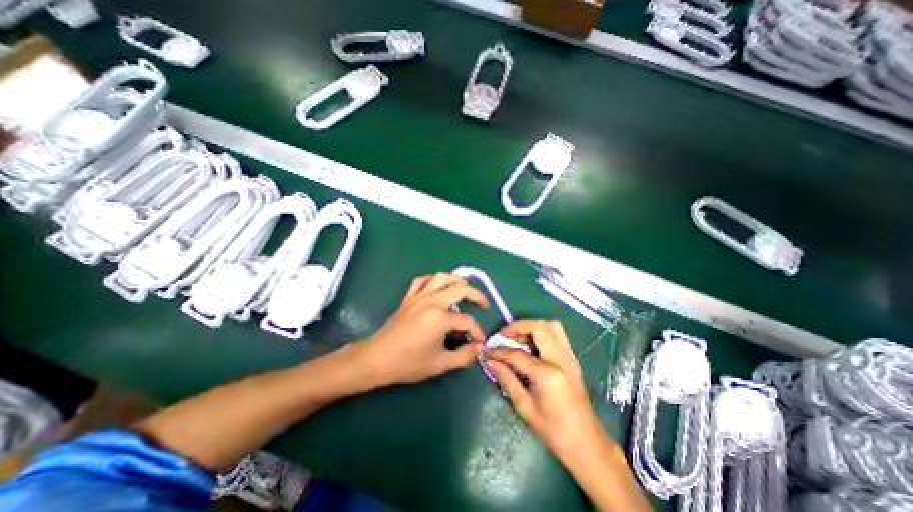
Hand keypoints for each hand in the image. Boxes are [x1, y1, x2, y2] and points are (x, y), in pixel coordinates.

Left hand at [354, 273, 491, 386]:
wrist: (378, 358)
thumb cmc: (409, 363)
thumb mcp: (440, 364)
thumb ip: (463, 356)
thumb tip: (477, 348)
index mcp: (441, 318)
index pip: (467, 321)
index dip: (476, 332)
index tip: (479, 342)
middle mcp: (432, 301)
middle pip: (460, 289)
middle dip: (476, 295)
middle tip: (483, 304)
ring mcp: (419, 297)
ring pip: (441, 278)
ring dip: (457, 280)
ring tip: (465, 288)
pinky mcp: (409, 298)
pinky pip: (422, 281)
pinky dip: (433, 280)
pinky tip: (438, 286)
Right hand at [485, 321, 604, 459]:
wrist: (587, 444)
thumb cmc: (554, 431)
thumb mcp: (524, 407)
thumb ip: (506, 379)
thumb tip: (489, 362)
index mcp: (547, 374)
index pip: (517, 354)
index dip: (499, 351)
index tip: (487, 352)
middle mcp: (561, 359)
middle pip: (539, 327)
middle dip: (518, 327)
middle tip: (504, 337)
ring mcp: (569, 357)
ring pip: (551, 326)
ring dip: (531, 327)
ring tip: (517, 339)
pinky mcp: (572, 359)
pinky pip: (557, 335)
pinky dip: (541, 333)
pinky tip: (531, 347)